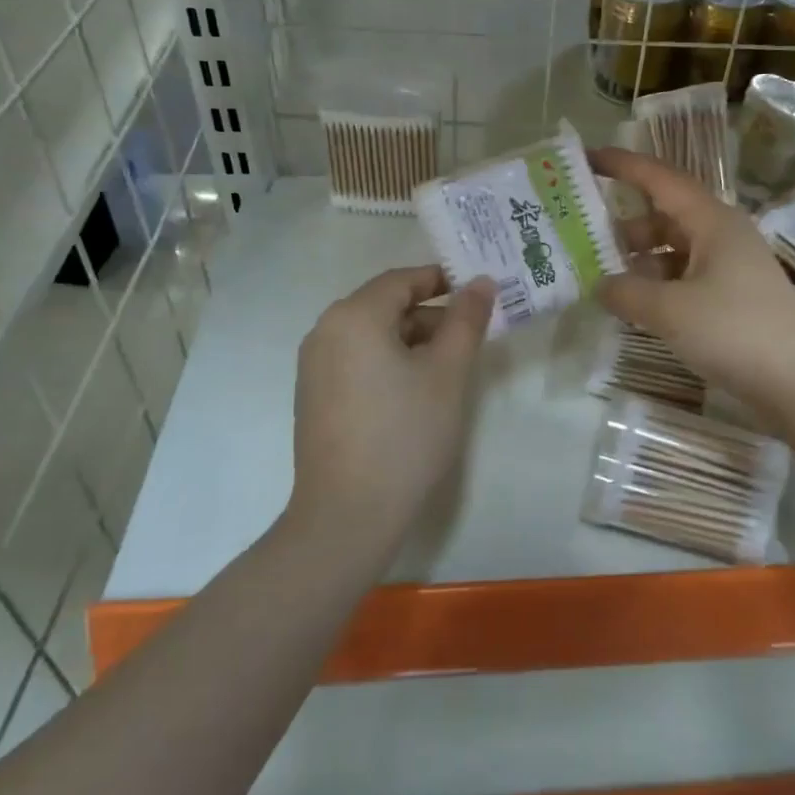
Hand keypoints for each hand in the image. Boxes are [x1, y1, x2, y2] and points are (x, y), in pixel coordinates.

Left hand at [290, 266, 494, 540]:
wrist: (347, 514)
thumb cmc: (405, 434)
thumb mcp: (447, 372)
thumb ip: (466, 320)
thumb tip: (480, 282)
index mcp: (354, 316)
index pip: (403, 280)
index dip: (443, 281)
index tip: (479, 295)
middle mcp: (325, 330)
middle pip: (386, 305)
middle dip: (431, 315)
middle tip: (472, 337)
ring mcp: (314, 365)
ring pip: (372, 334)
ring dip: (412, 340)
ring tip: (449, 368)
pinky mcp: (314, 395)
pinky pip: (357, 359)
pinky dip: (389, 361)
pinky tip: (414, 392)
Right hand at [591, 148, 794, 422]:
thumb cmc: (735, 331)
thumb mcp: (670, 311)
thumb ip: (626, 293)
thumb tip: (600, 285)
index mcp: (712, 221)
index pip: (660, 179)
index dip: (622, 165)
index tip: (586, 158)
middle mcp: (722, 235)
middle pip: (664, 216)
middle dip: (623, 226)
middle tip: (582, 239)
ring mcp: (730, 267)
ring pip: (673, 250)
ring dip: (639, 261)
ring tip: (601, 280)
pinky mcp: (733, 297)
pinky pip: (685, 278)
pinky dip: (658, 286)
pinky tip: (636, 307)